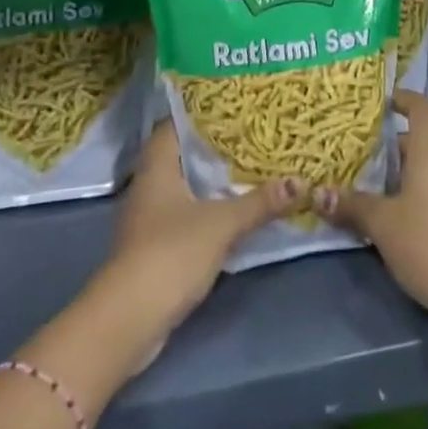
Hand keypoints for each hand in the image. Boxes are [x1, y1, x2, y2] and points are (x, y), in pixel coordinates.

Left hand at [100, 123, 305, 346]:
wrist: (128, 322)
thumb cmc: (170, 254)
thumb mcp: (222, 223)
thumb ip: (259, 202)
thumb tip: (299, 181)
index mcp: (157, 169)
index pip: (173, 126)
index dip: (200, 113)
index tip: (232, 106)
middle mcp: (149, 188)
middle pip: (182, 157)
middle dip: (214, 148)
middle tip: (252, 134)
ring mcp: (149, 221)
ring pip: (186, 189)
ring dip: (213, 182)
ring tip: (251, 167)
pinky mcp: (156, 250)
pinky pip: (187, 218)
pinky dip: (209, 212)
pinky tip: (235, 211)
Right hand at [315, 90, 427, 328]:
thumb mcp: (383, 224)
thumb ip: (352, 206)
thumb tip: (318, 193)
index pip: (422, 110)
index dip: (404, 99)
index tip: (380, 101)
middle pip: (417, 141)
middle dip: (386, 145)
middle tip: (352, 151)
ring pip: (423, 169)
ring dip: (395, 174)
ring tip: (361, 184)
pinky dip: (407, 193)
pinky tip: (386, 216)